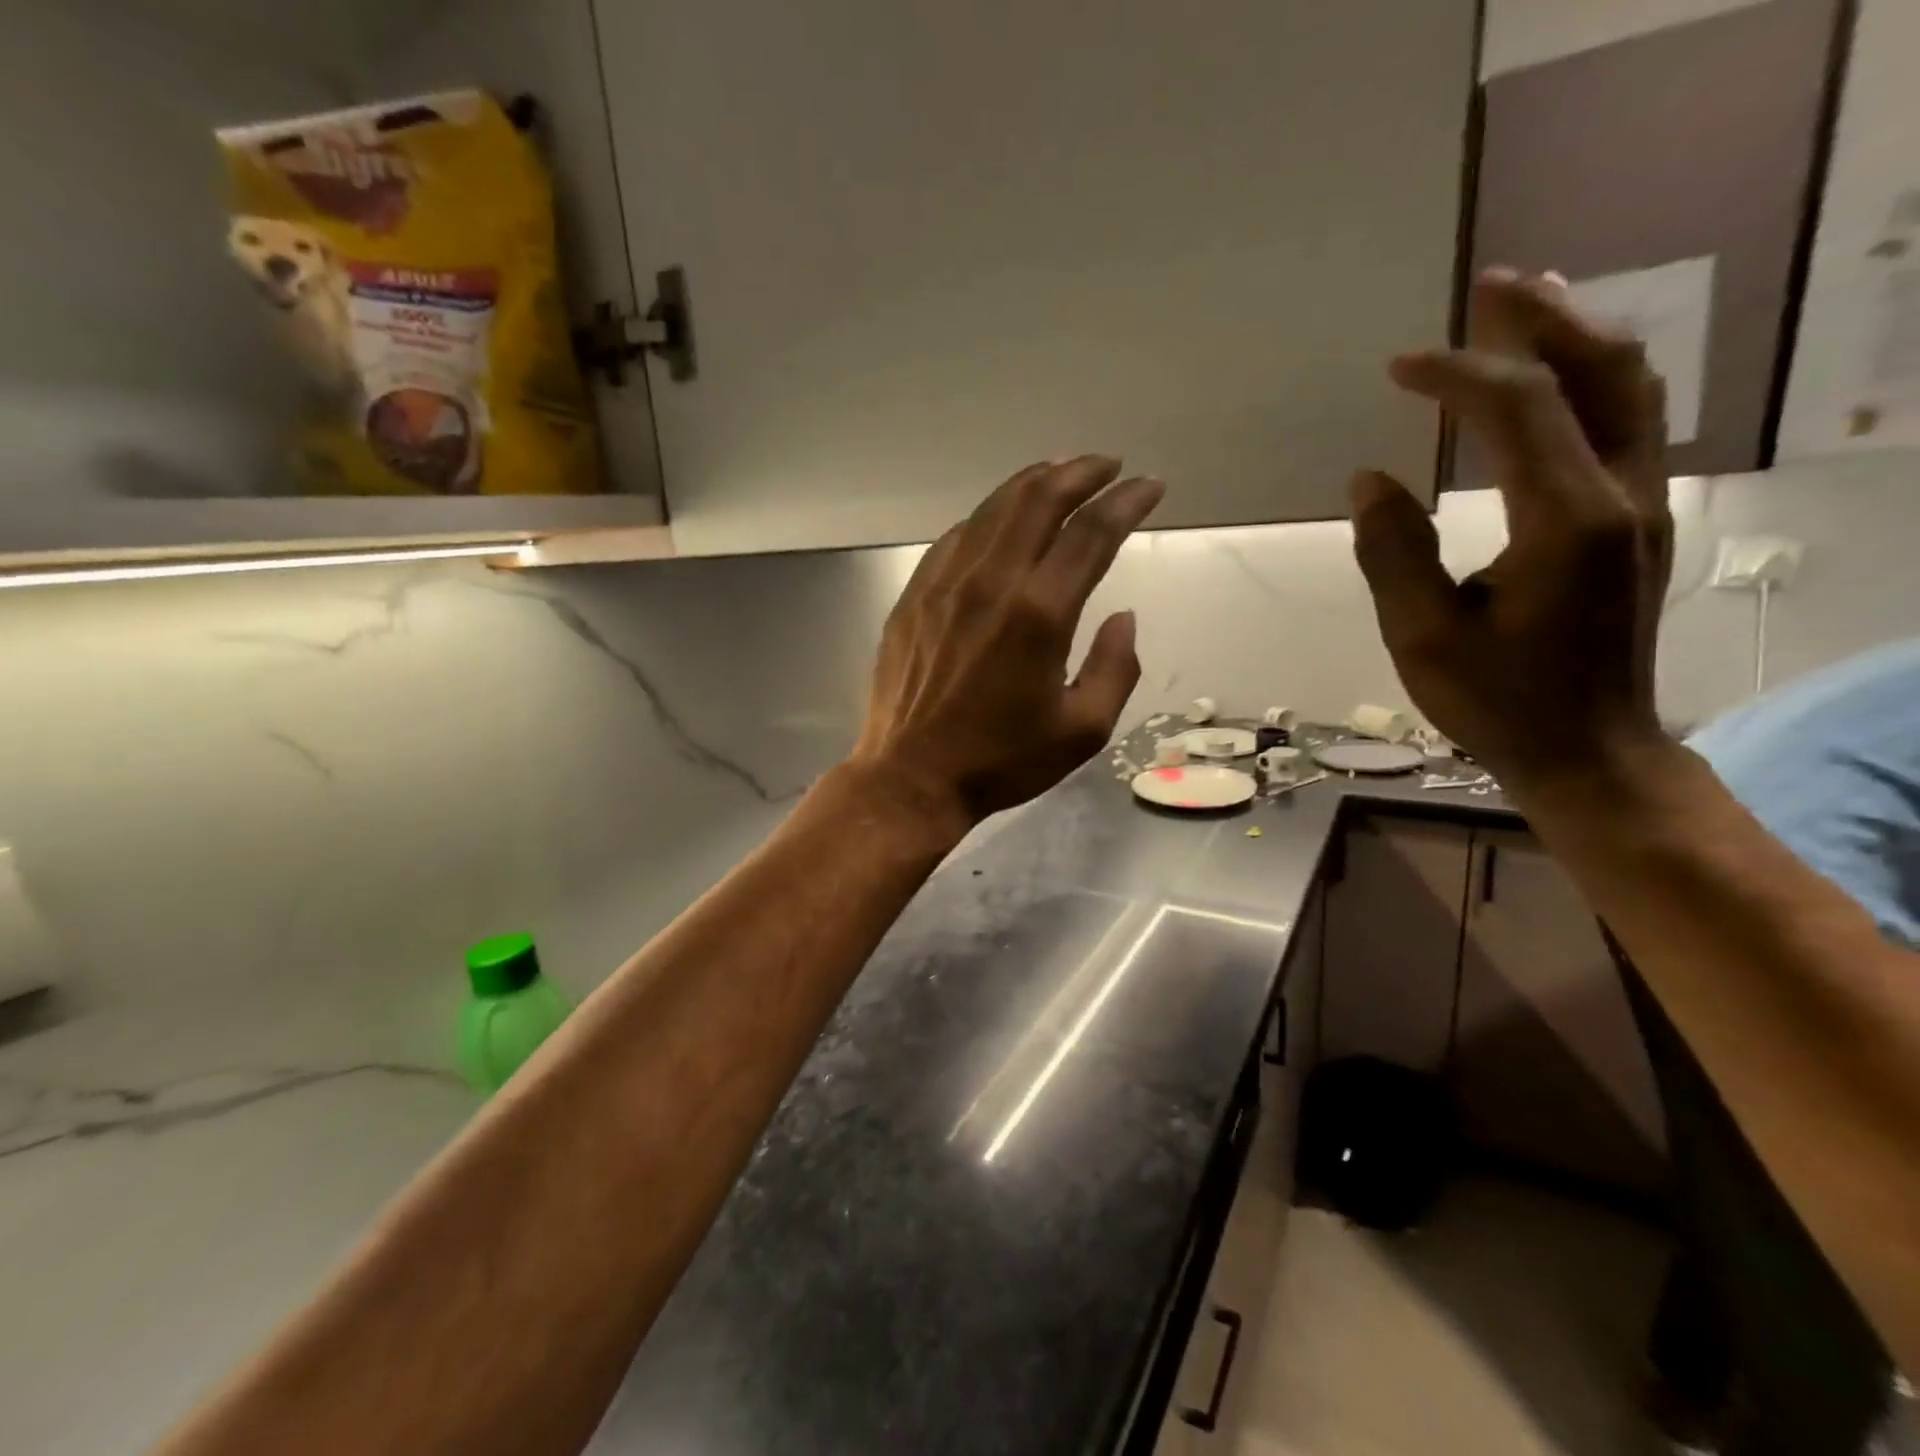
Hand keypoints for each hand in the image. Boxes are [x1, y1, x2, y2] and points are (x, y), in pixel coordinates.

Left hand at [850, 456, 1164, 825]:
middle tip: (1107, 466)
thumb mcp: (1083, 730)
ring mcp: (944, 584)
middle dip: (1080, 472)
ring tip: (1060, 475)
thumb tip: (1123, 617)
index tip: (1150, 487)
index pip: (1091, 533)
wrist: (911, 777)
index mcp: (1039, 614)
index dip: (1126, 501)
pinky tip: (999, 521)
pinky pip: (955, 538)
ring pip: (993, 509)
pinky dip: (987, 517)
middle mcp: (990, 583)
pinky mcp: (914, 596)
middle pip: (1039, 500)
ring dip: (1033, 483)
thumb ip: (1116, 667)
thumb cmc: (1002, 761)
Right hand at [1350, 269, 1673, 790]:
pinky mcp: (1638, 521)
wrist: (1589, 748)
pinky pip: (1627, 422)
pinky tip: (1553, 379)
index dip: (1457, 375)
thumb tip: (1370, 478)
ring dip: (1579, 338)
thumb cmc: (1498, 702)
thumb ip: (1394, 553)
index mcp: (1567, 521)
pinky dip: (1591, 381)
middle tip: (1490, 283)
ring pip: (1631, 389)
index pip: (1518, 409)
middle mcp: (1622, 495)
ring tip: (1526, 306)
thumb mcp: (1422, 637)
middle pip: (1601, 372)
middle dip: (1544, 319)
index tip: (1397, 367)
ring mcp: (1643, 504)